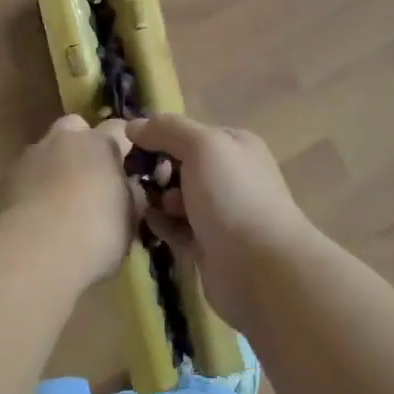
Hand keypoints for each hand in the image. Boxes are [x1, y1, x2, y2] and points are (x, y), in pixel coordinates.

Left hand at [0, 115, 137, 284]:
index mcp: (99, 144)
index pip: (118, 128)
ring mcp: (28, 158)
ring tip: (60, 205)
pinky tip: (37, 219)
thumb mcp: (129, 220)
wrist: (31, 253)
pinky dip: (32, 190)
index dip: (125, 144)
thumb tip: (129, 187)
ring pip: (45, 152)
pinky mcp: (3, 182)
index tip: (130, 164)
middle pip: (75, 127)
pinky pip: (25, 177)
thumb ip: (130, 196)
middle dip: (82, 145)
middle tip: (91, 179)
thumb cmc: (94, 233)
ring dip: (54, 168)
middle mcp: (62, 141)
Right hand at [127, 113, 321, 325]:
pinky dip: (161, 225)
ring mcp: (220, 213)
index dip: (161, 138)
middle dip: (159, 171)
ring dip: (158, 200)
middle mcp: (230, 176)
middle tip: (148, 182)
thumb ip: (167, 129)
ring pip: (176, 198)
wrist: (260, 267)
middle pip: (180, 165)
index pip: (188, 133)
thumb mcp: (202, 146)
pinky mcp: (208, 245)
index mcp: (234, 146)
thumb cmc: (232, 196)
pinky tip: (151, 226)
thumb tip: (134, 126)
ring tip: (152, 207)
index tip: (138, 149)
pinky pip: (175, 227)